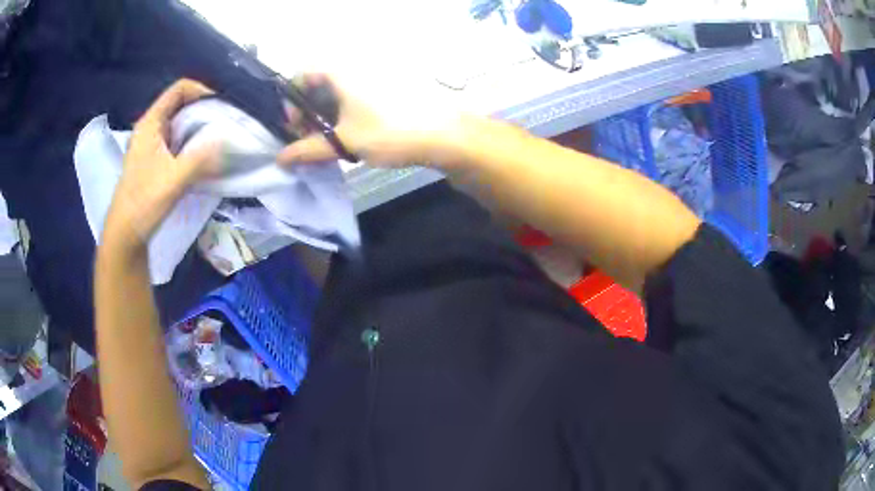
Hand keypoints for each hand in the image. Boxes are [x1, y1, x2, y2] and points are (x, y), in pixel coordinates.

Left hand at [102, 79, 216, 253]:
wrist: (125, 234)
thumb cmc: (143, 202)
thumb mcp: (174, 179)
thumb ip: (202, 159)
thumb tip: (231, 144)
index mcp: (150, 123)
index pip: (179, 89)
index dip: (201, 91)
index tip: (221, 106)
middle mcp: (151, 129)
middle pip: (181, 105)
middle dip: (204, 110)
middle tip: (225, 123)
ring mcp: (152, 145)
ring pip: (180, 124)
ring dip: (199, 129)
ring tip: (219, 139)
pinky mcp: (155, 161)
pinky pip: (178, 142)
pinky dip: (192, 144)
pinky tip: (204, 157)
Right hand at [278, 73, 475, 168]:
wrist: (447, 135)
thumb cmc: (390, 132)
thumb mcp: (345, 142)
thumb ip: (308, 150)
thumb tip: (281, 160)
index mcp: (342, 70)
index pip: (302, 75)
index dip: (292, 102)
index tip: (297, 128)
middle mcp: (358, 65)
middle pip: (320, 83)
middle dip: (310, 112)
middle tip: (312, 140)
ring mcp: (377, 74)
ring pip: (340, 91)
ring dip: (329, 115)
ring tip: (333, 143)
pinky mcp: (392, 85)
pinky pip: (359, 95)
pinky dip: (348, 113)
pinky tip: (355, 136)